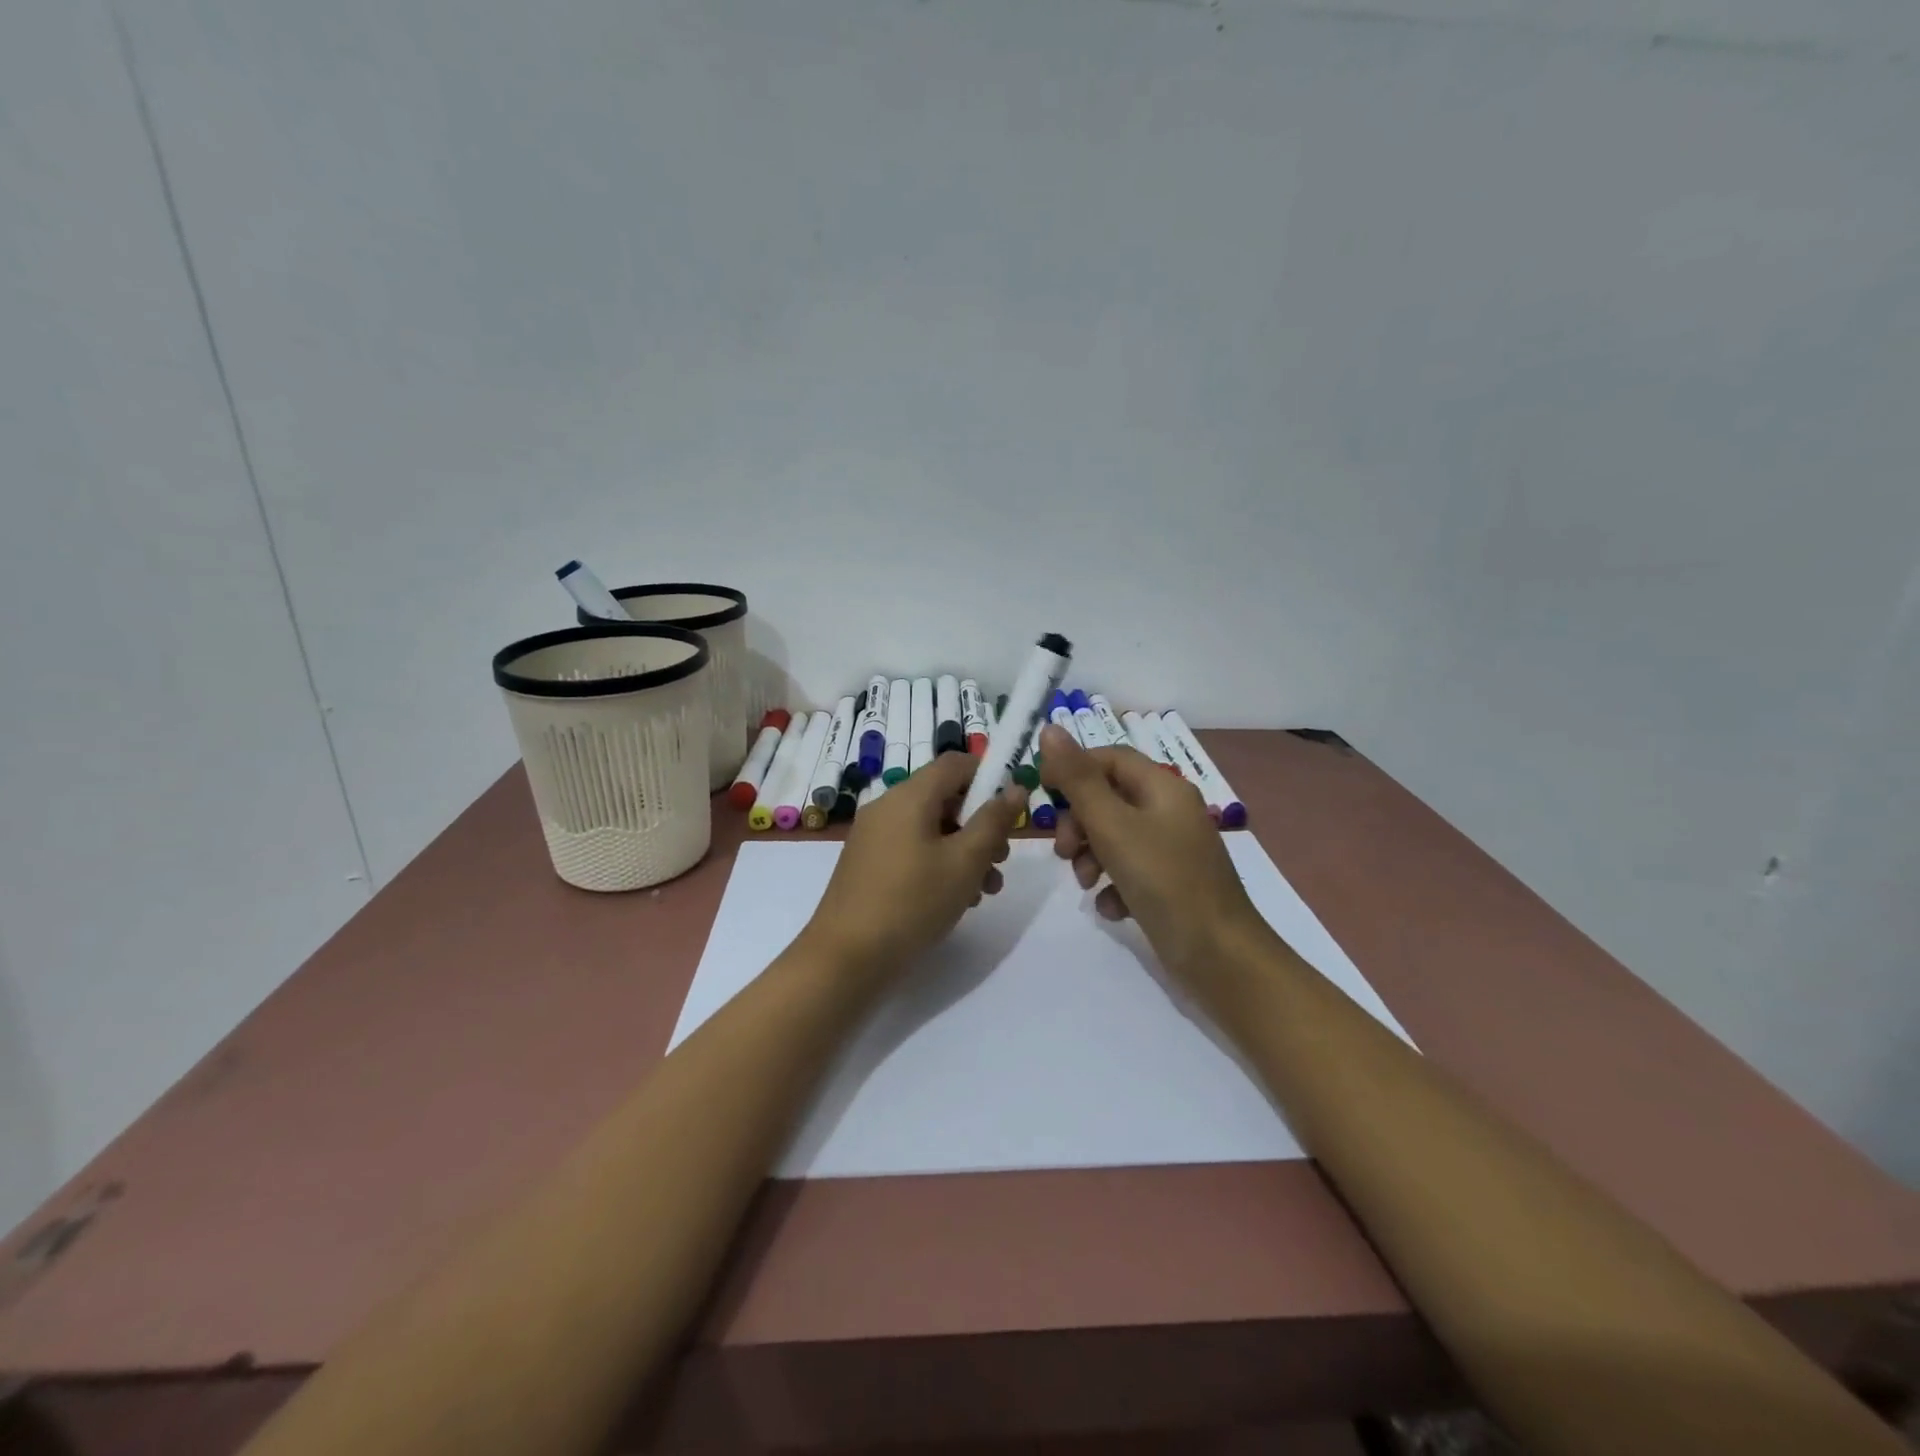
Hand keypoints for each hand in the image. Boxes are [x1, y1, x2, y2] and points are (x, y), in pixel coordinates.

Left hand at [804, 751, 1027, 978]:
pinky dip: (938, 864)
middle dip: (980, 825)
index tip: (1011, 811)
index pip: (956, 763)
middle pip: (945, 798)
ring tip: (986, 890)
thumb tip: (1015, 789)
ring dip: (964, 851)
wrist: (845, 958)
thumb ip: (993, 821)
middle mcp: (887, 807)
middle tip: (1001, 860)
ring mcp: (874, 837)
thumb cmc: (912, 902)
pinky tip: (956, 899)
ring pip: (931, 829)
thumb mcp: (965, 862)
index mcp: (909, 796)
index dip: (989, 777)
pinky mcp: (868, 865)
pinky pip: (912, 850)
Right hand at [1037, 724, 1269, 993]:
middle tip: (1064, 851)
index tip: (1042, 793)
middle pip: (1109, 799)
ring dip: (1090, 856)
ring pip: (1114, 837)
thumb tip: (1050, 728)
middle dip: (1079, 822)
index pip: (1109, 758)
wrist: (1220, 958)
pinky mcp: (1170, 885)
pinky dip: (1112, 885)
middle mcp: (1170, 812)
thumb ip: (1078, 780)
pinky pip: (1129, 871)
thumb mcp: (1113, 826)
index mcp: (1163, 788)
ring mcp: (1172, 850)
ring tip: (1086, 884)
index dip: (1073, 769)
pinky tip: (1112, 909)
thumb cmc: (1164, 882)